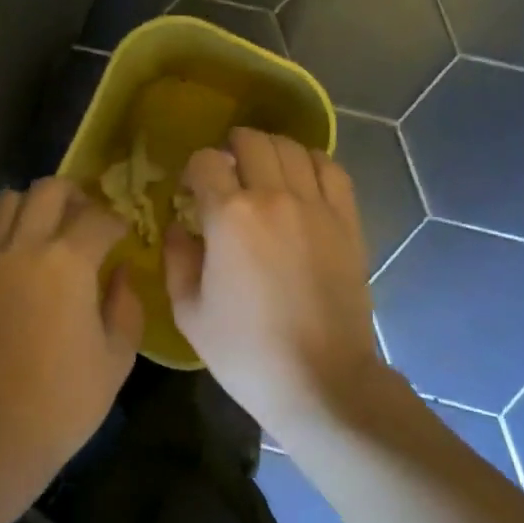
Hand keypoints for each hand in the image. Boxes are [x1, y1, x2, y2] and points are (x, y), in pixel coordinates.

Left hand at [0, 179, 142, 481]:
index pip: (99, 217)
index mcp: (69, 261)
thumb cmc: (63, 402)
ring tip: (43, 234)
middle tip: (84, 220)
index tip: (123, 237)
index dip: (117, 223)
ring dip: (32, 208)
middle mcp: (24, 246)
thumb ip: (126, 304)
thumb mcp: (117, 358)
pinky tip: (6, 260)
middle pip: (48, 188)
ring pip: (6, 202)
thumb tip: (121, 271)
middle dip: (74, 196)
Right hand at [165, 128, 381, 435]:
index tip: (193, 190)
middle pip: (251, 140)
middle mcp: (274, 196)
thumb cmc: (246, 352)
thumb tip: (179, 226)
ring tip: (264, 170)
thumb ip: (176, 258)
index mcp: (229, 215)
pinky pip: (331, 169)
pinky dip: (312, 161)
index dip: (194, 169)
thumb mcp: (189, 312)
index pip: (206, 160)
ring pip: (291, 147)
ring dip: (270, 150)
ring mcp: (316, 206)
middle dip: (232, 148)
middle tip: (228, 173)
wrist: (322, 381)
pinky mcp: (347, 220)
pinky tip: (302, 177)